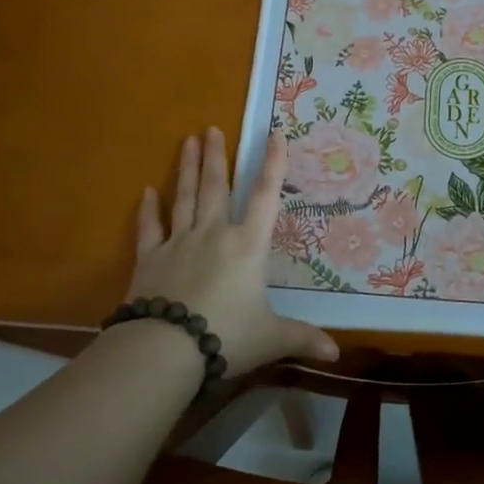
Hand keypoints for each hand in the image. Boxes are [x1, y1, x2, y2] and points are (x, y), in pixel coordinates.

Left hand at [126, 128, 339, 375]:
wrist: (167, 348)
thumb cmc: (228, 336)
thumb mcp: (271, 338)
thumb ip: (302, 339)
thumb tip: (336, 355)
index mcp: (248, 245)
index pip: (266, 196)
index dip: (273, 165)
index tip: (274, 134)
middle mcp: (214, 234)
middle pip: (216, 187)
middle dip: (216, 157)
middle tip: (210, 128)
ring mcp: (179, 243)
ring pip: (184, 198)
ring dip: (186, 169)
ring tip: (187, 141)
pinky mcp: (150, 259)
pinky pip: (150, 229)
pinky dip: (148, 210)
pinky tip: (146, 191)